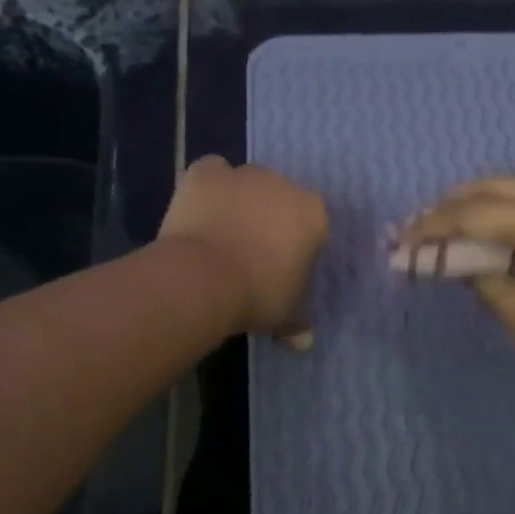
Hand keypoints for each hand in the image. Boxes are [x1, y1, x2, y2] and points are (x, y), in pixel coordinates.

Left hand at [159, 156, 328, 335]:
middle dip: (270, 219)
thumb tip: (304, 341)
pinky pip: (213, 172)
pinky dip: (209, 187)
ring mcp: (244, 174)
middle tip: (251, 254)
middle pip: (281, 198)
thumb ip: (297, 322)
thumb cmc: (257, 296)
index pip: (313, 224)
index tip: (283, 268)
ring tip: (222, 235)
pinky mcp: (207, 172)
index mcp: (313, 214)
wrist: (202, 279)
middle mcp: (284, 184)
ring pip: (248, 183)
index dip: (298, 245)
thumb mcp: (284, 315)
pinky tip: (201, 210)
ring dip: (241, 201)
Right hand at [395, 176, 514, 400]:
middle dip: (447, 208)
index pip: (467, 213)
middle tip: (417, 231)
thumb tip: (454, 262)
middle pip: (486, 188)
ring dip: (474, 200)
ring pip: (510, 184)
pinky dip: (504, 200)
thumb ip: (479, 279)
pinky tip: (492, 219)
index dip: (428, 227)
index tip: (399, 242)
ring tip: (447, 223)